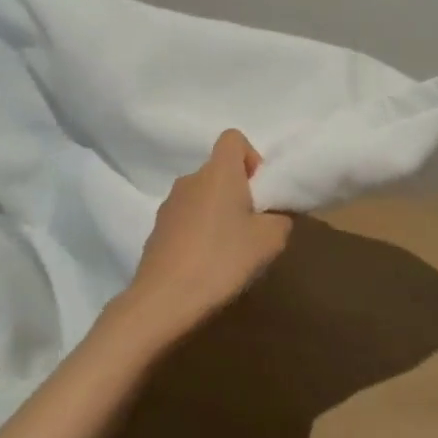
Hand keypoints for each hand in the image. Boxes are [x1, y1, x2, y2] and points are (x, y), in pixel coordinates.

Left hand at [107, 130, 293, 353]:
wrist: (164, 300)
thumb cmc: (222, 259)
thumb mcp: (270, 240)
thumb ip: (280, 218)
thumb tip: (273, 215)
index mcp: (218, 171)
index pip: (233, 138)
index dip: (252, 158)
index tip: (260, 192)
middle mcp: (190, 179)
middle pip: (219, 171)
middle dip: (238, 192)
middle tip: (252, 229)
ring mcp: (169, 204)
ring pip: (202, 197)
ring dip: (218, 214)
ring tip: (230, 252)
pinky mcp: (157, 229)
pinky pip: (187, 219)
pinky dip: (199, 232)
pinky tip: (206, 265)